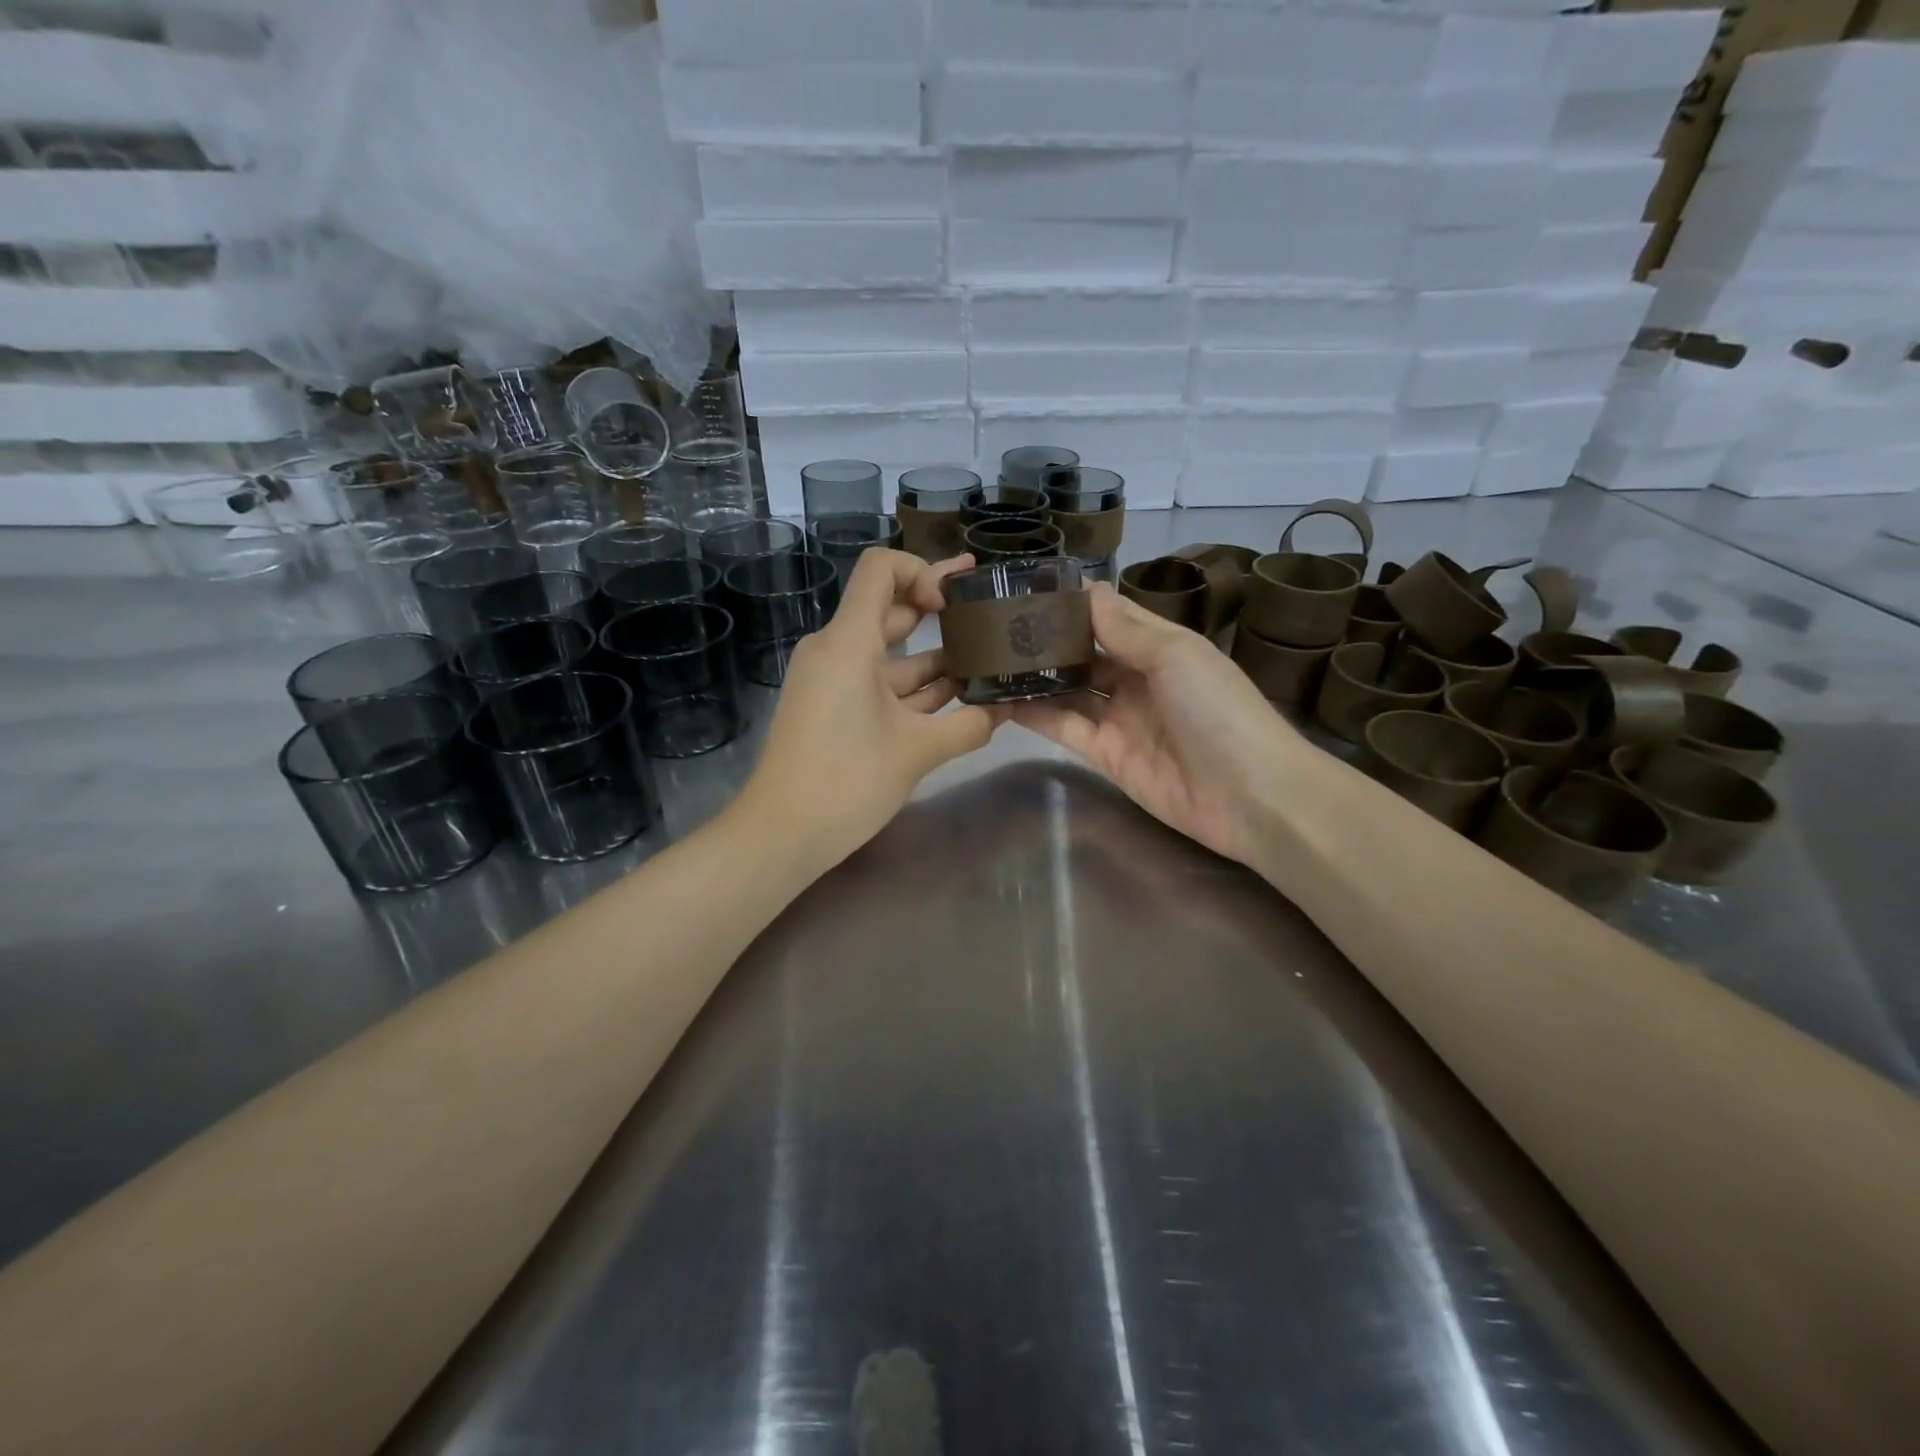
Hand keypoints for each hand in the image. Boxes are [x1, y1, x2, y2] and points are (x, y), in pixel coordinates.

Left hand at [732, 548, 995, 870]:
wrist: (781, 835)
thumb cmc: (845, 781)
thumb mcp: (916, 752)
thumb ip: (968, 725)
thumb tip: (1007, 709)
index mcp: (848, 642)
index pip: (880, 569)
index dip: (922, 571)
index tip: (954, 603)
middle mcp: (837, 650)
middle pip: (890, 611)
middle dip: (940, 612)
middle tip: (990, 614)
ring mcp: (834, 682)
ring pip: (891, 656)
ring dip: (935, 659)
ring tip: (988, 662)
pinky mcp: (835, 710)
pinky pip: (880, 685)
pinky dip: (915, 690)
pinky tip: (959, 700)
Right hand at [1008, 583, 1301, 864]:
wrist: (1250, 797)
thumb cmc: (1219, 711)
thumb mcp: (1177, 655)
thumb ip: (1126, 628)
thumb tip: (1086, 591)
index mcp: (1161, 647)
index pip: (1109, 616)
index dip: (1073, 602)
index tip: (1026, 587)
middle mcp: (1137, 679)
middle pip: (1085, 653)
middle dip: (1047, 639)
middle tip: (994, 624)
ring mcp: (1120, 719)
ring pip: (1069, 689)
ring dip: (1035, 676)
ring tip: (988, 657)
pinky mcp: (1105, 756)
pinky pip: (1065, 727)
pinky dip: (1035, 714)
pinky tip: (1000, 699)